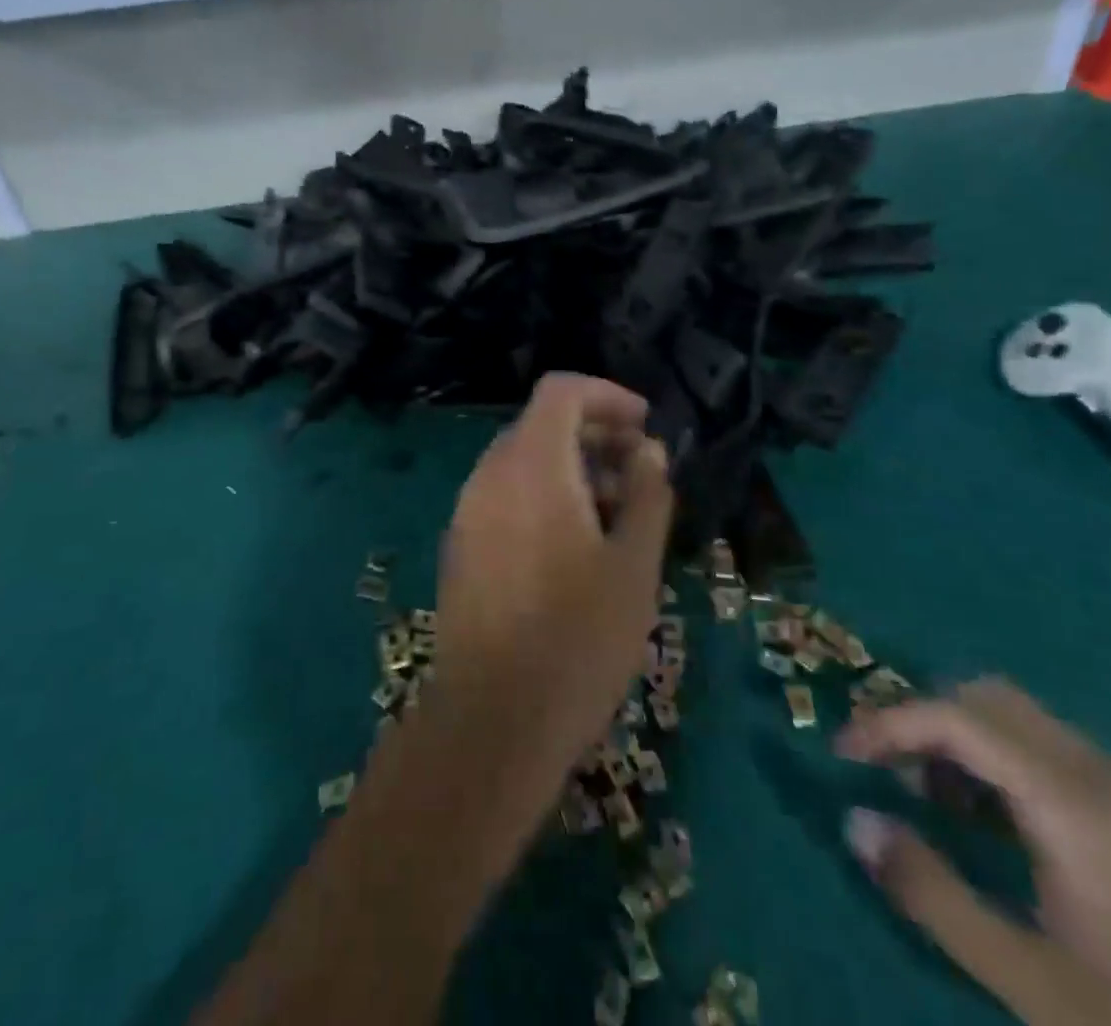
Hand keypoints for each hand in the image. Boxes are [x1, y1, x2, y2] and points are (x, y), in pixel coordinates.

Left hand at [426, 373, 673, 817]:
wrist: (492, 720)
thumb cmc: (577, 638)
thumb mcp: (635, 566)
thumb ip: (647, 495)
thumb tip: (649, 452)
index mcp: (532, 465)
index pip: (560, 391)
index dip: (607, 395)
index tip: (645, 426)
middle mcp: (490, 474)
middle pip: (542, 424)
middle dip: (596, 435)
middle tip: (640, 472)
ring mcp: (468, 510)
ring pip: (523, 462)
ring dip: (572, 468)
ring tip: (618, 514)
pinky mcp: (461, 545)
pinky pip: (505, 495)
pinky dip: (543, 495)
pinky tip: (576, 545)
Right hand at [836, 681, 1110, 1025]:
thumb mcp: (1031, 983)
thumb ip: (933, 893)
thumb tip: (854, 819)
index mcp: (1078, 802)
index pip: (959, 716)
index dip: (890, 722)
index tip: (845, 752)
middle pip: (994, 699)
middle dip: (929, 719)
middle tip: (890, 770)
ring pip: (1032, 725)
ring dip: (972, 742)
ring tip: (941, 802)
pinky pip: (1068, 760)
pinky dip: (1015, 768)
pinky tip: (1010, 831)